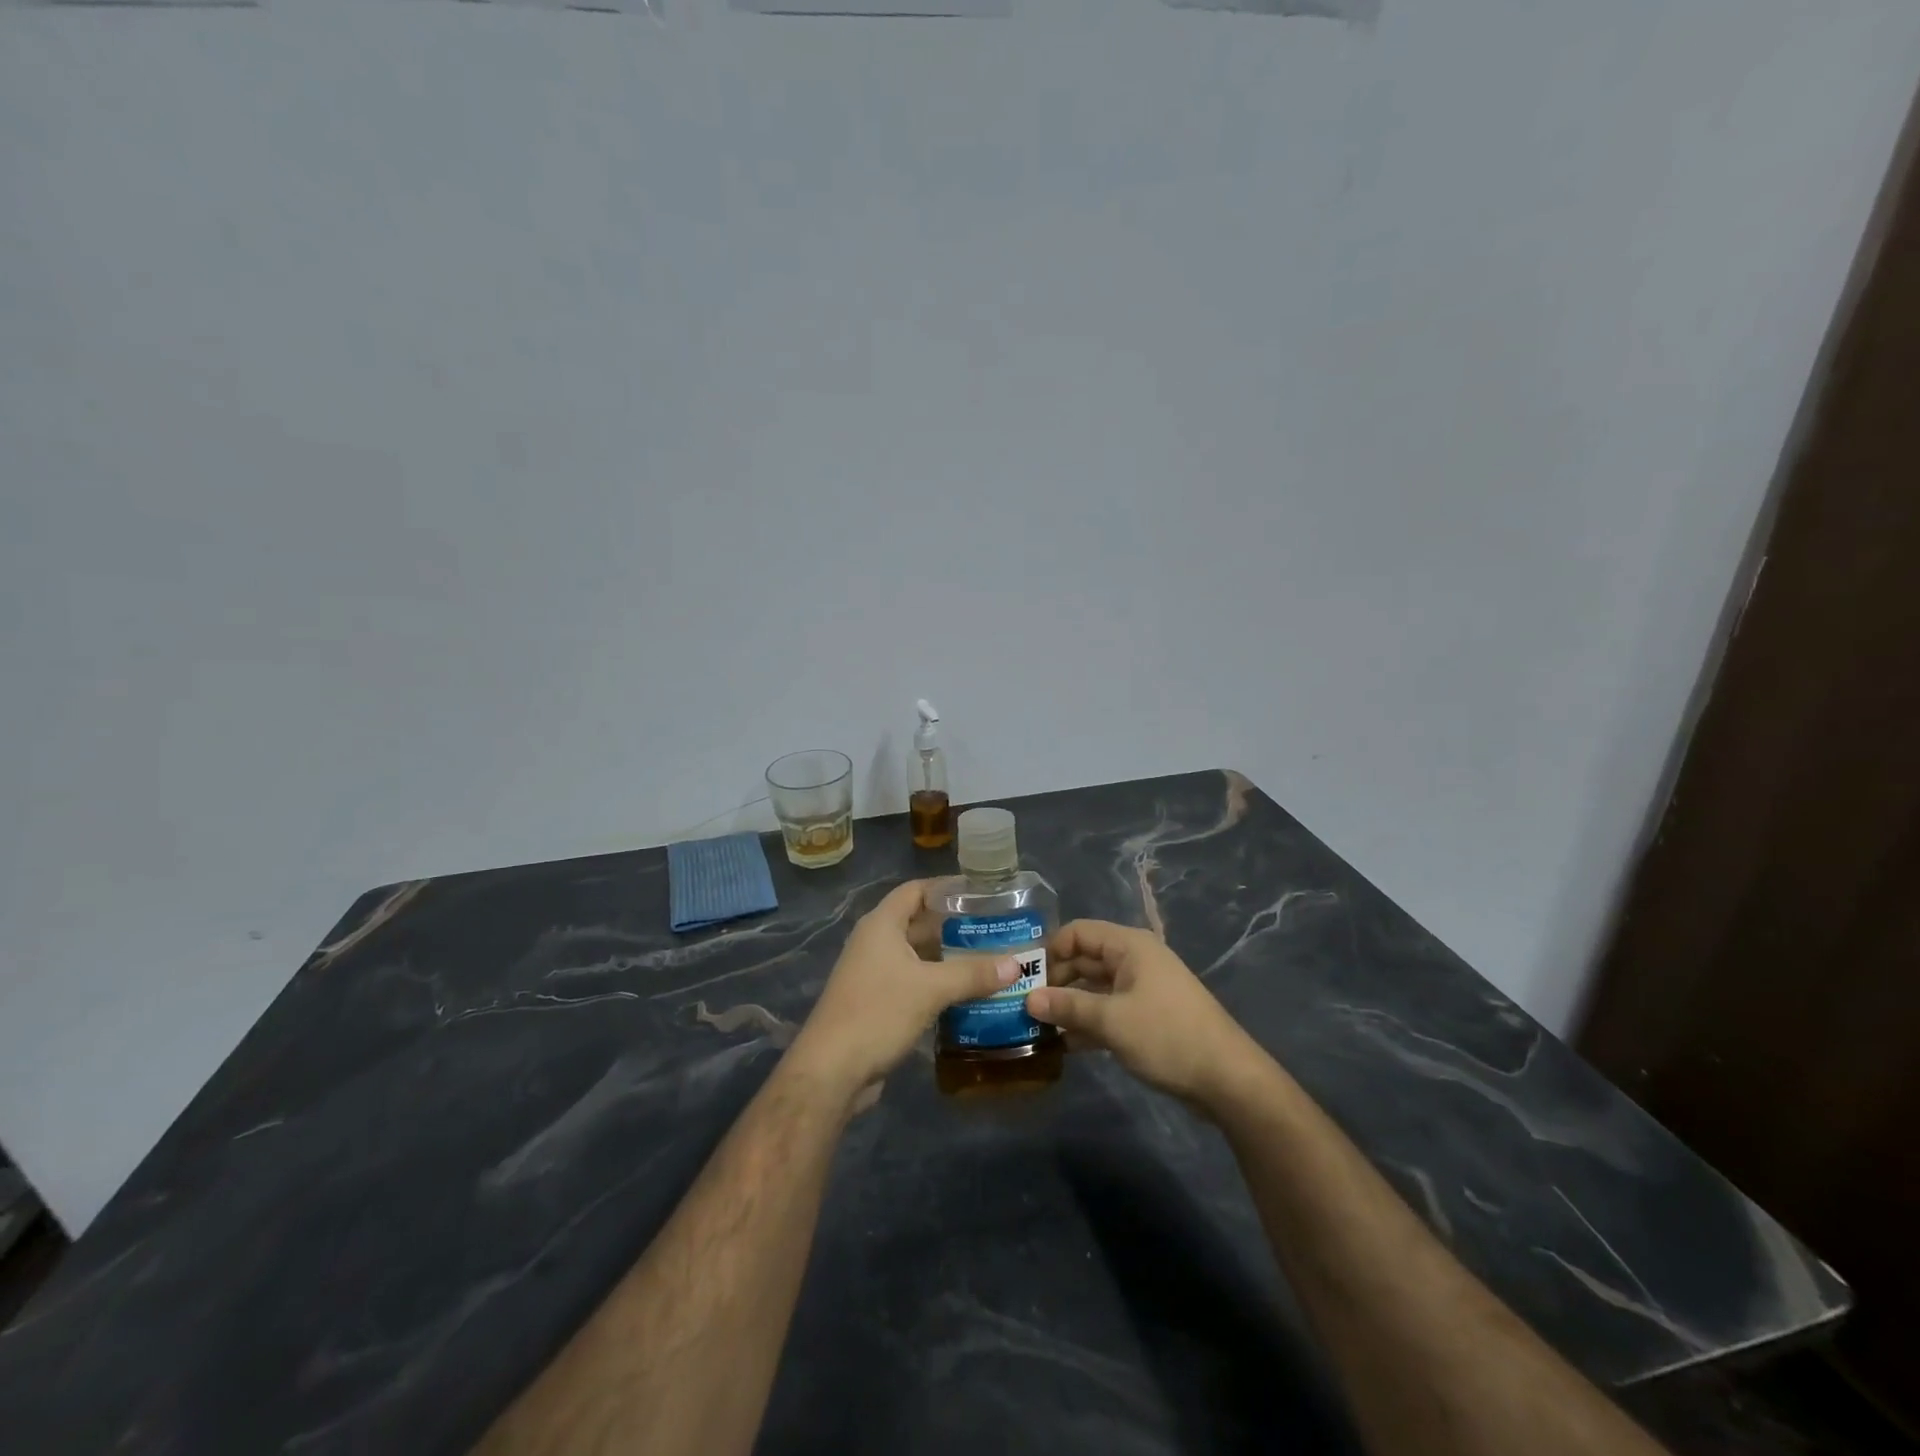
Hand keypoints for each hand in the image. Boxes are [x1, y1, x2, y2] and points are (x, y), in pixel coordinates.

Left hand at [786, 880, 1018, 1102]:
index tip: (981, 893)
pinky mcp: (876, 1002)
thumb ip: (973, 974)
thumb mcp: (931, 989)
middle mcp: (875, 942)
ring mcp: (874, 974)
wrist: (831, 1071)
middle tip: (994, 930)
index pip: (916, 890)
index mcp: (882, 925)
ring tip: (989, 960)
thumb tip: (1016, 964)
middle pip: (919, 922)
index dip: (946, 888)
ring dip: (948, 958)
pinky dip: (938, 983)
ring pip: (917, 956)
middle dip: (955, 926)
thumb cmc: (878, 1012)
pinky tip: (967, 993)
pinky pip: (913, 982)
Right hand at [1026, 919, 1263, 1110]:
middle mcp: (1134, 960)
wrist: (1227, 1078)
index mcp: (1129, 946)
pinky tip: (1065, 1043)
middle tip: (1024, 1005)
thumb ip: (1067, 1007)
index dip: (1050, 949)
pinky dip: (1087, 1022)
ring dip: (1069, 1004)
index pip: (1078, 932)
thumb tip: (1028, 999)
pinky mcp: (1147, 1016)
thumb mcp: (1111, 1020)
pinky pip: (1108, 1009)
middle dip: (1055, 980)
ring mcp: (1142, 989)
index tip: (1024, 977)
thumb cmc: (1167, 1036)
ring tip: (1036, 1026)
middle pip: (1085, 959)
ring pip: (1095, 987)